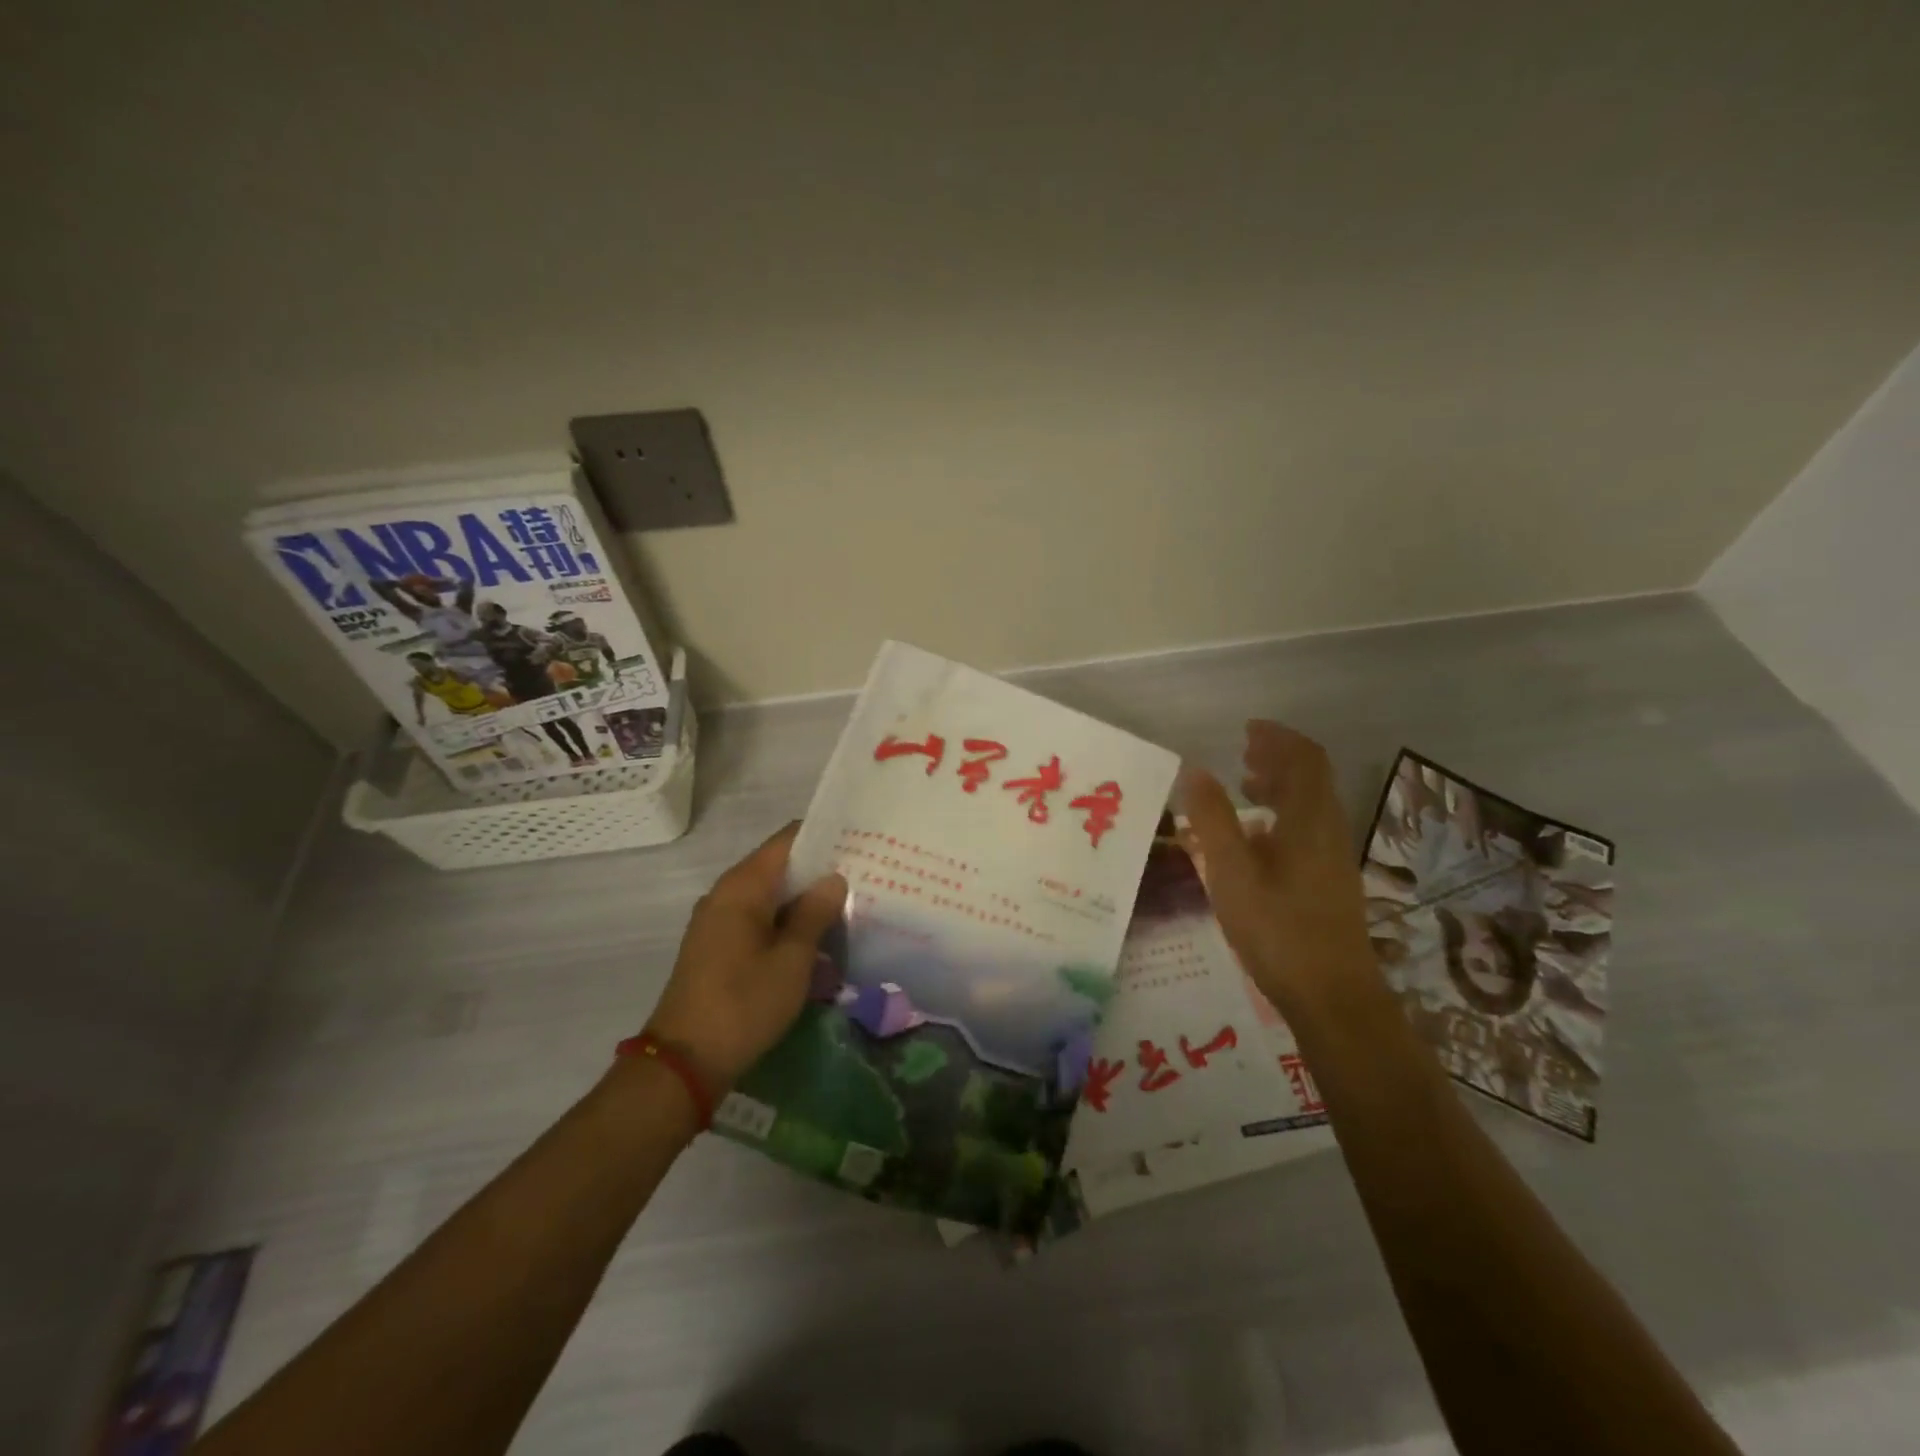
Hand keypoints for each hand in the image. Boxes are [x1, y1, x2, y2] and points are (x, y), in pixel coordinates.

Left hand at [643, 823, 845, 1096]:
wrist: (685, 1061)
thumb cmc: (744, 1003)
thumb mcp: (792, 960)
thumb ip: (814, 913)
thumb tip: (833, 878)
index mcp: (742, 886)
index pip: (786, 840)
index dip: (823, 835)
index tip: (859, 839)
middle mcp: (725, 894)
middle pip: (778, 866)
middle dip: (818, 869)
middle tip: (864, 874)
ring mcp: (718, 921)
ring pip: (769, 895)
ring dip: (803, 898)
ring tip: (848, 903)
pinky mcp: (717, 947)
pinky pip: (758, 918)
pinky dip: (785, 920)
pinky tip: (815, 936)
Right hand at [1180, 721, 1375, 1018]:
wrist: (1333, 997)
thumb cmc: (1278, 929)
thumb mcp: (1232, 872)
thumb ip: (1213, 819)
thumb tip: (1196, 770)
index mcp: (1309, 821)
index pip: (1304, 760)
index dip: (1278, 738)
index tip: (1247, 729)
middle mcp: (1328, 831)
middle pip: (1311, 780)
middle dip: (1278, 759)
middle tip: (1242, 753)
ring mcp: (1332, 859)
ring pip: (1311, 806)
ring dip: (1281, 787)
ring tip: (1245, 788)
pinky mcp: (1329, 882)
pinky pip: (1308, 830)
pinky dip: (1282, 816)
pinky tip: (1255, 840)